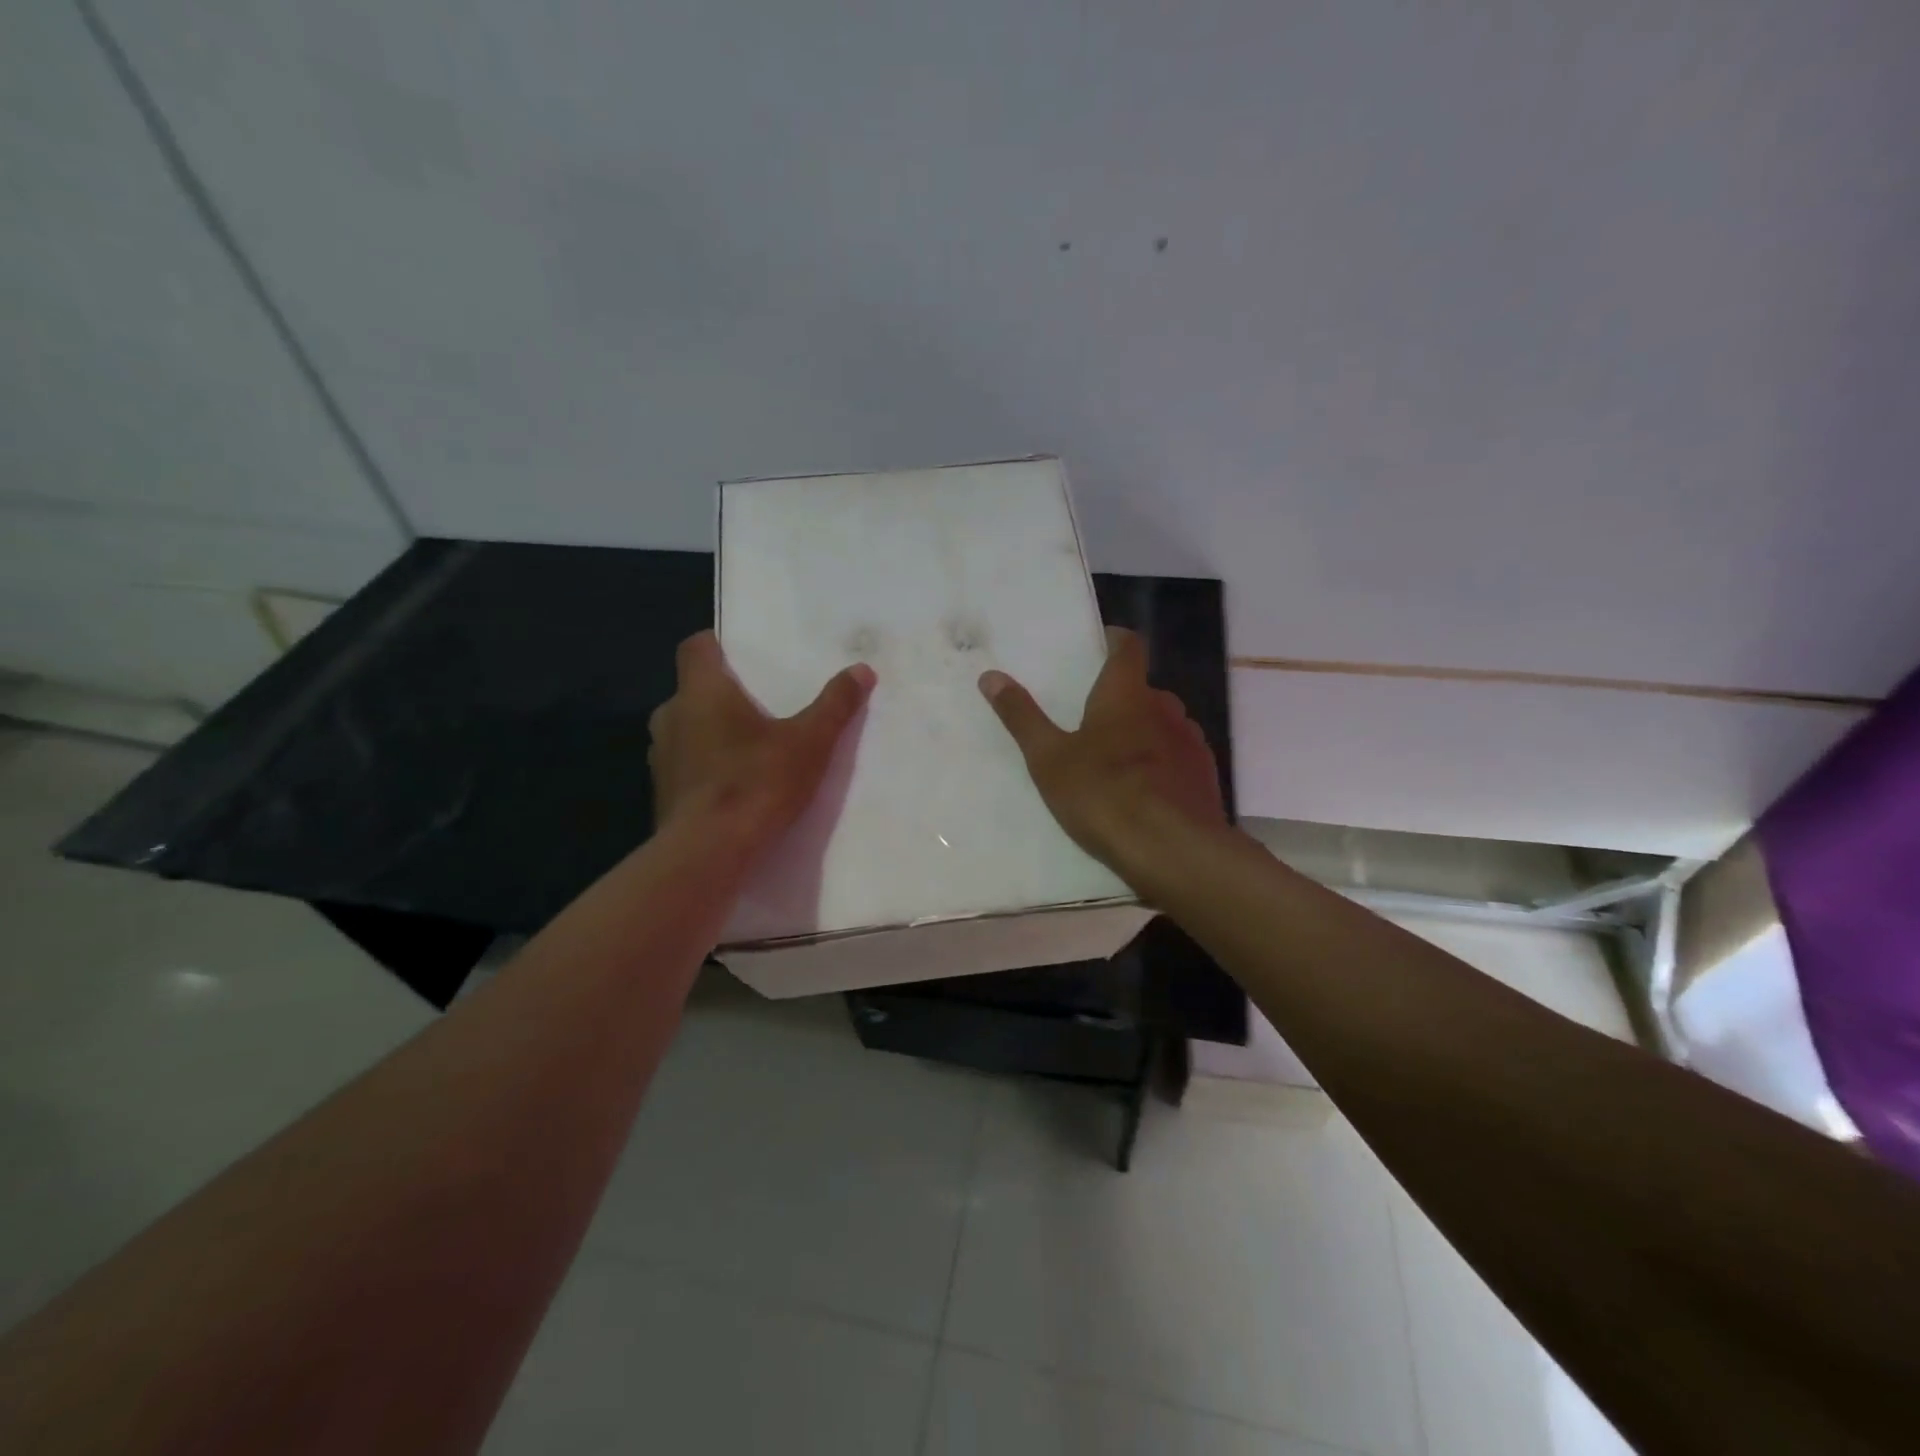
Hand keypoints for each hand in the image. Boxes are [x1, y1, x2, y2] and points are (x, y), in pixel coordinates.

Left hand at [649, 631, 875, 842]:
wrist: (708, 853)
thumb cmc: (756, 782)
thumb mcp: (809, 742)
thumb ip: (835, 705)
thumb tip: (861, 670)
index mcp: (701, 692)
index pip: (695, 647)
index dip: (716, 644)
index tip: (741, 653)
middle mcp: (671, 716)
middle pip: (693, 690)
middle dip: (723, 695)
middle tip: (760, 705)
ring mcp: (662, 757)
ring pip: (687, 729)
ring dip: (712, 733)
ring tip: (750, 747)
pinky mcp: (663, 793)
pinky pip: (686, 766)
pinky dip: (706, 767)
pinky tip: (735, 786)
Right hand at [978, 628, 1225, 886]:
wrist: (1173, 850)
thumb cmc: (1103, 794)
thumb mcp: (1049, 759)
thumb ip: (1021, 716)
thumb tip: (990, 677)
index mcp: (1126, 694)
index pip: (1128, 647)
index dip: (1114, 641)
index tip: (1099, 646)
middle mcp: (1165, 708)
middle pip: (1144, 689)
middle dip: (1122, 698)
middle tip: (1093, 719)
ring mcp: (1191, 741)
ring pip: (1164, 723)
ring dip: (1145, 731)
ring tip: (1118, 760)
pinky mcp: (1205, 775)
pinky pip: (1180, 756)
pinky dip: (1162, 762)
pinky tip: (1147, 790)